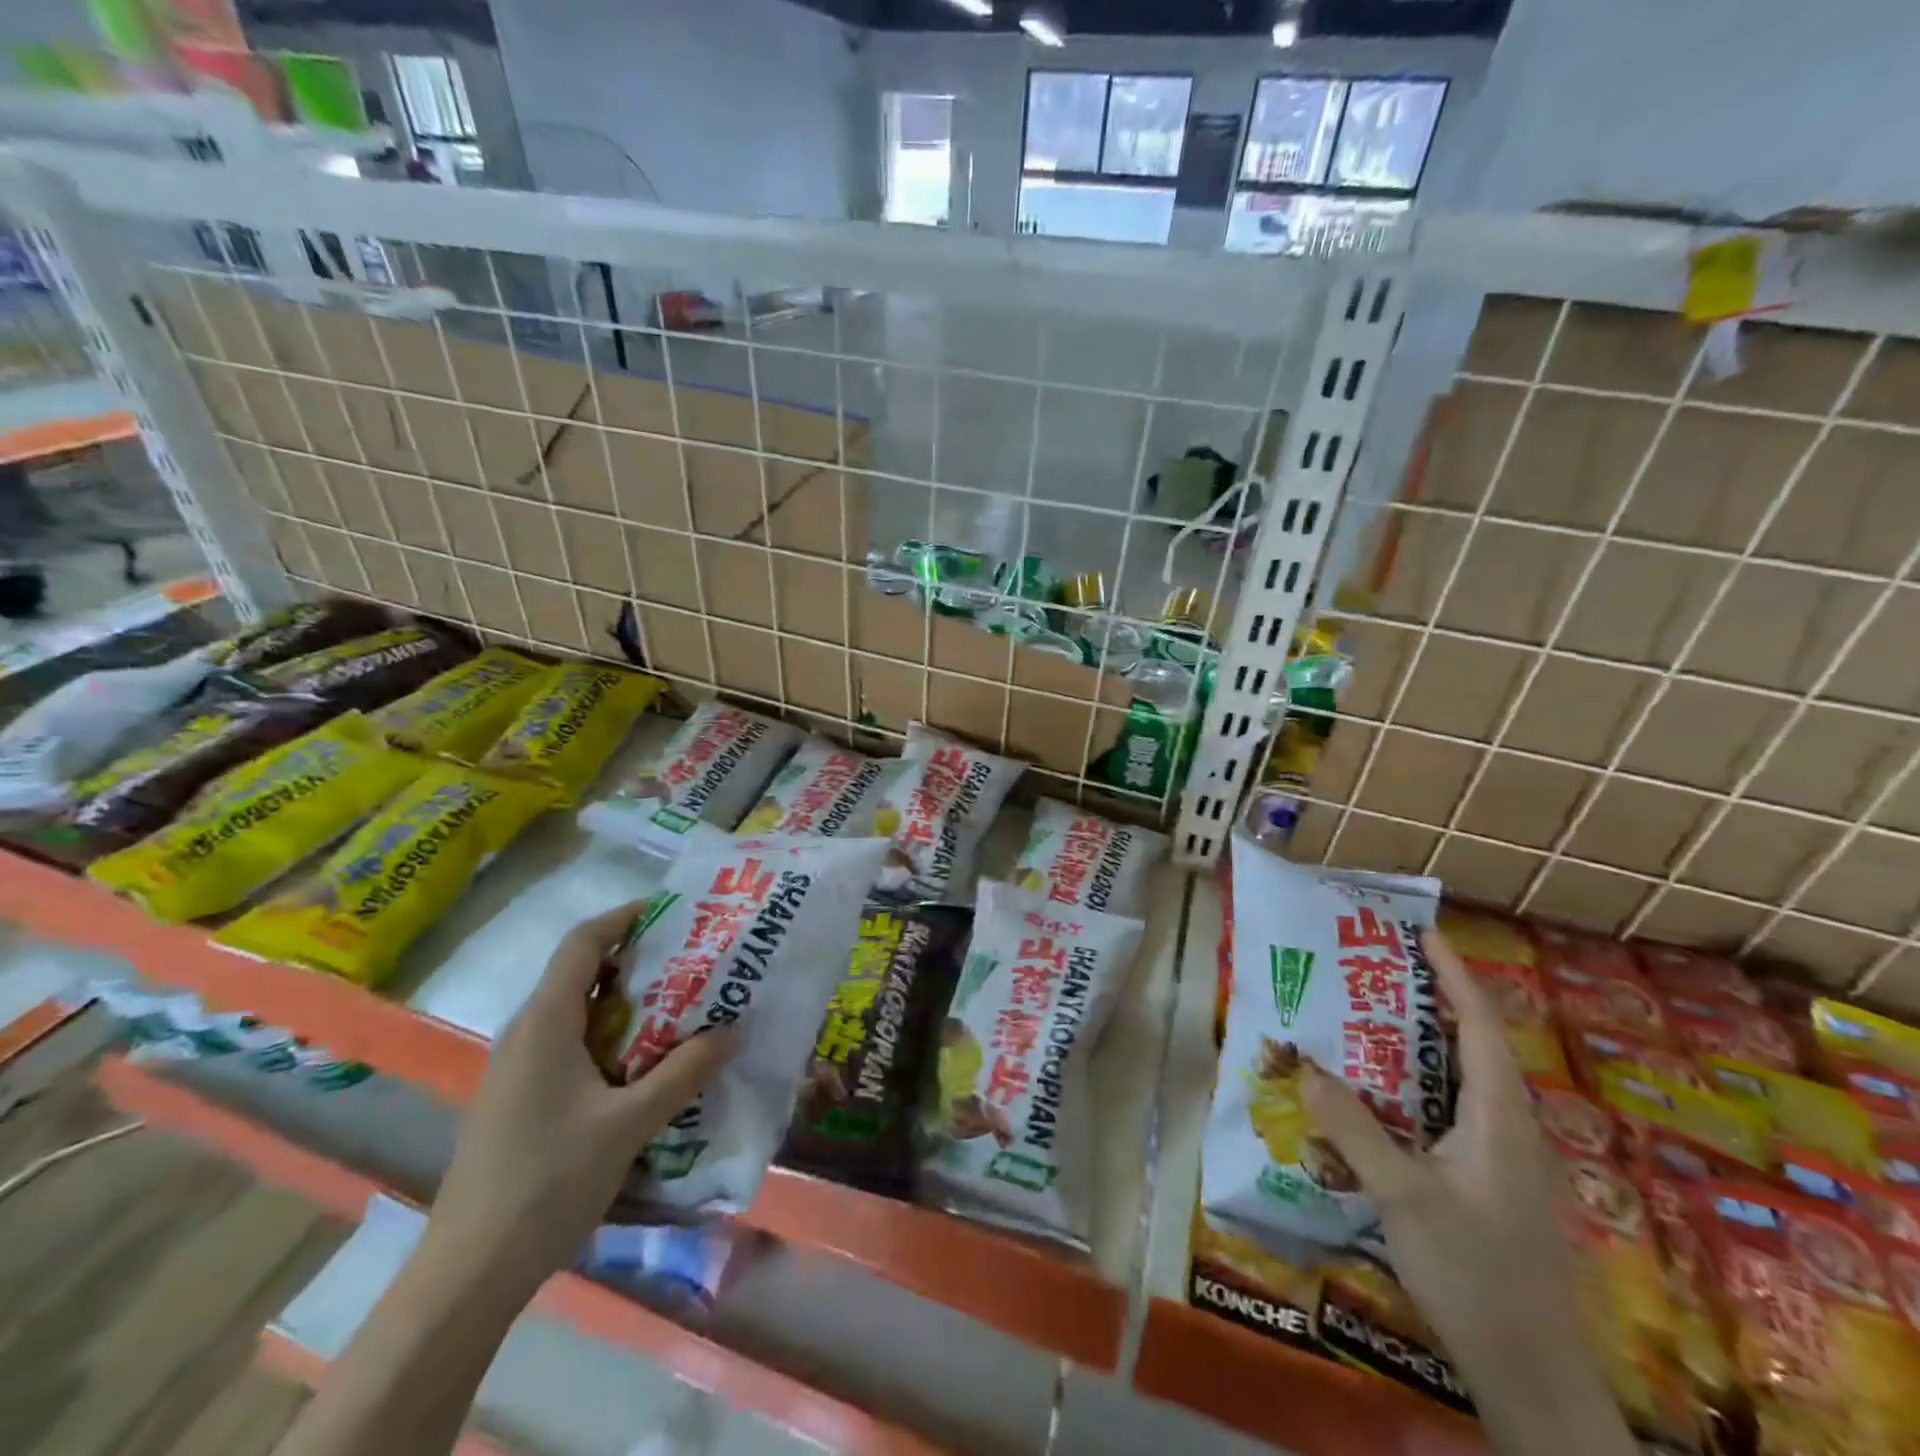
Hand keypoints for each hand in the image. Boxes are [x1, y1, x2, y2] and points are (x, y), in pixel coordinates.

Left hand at [425, 902, 737, 1290]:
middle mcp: (527, 1033)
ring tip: (685, 1007)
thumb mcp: (629, 1123)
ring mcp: (520, 1069)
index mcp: (546, 1022)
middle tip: (696, 961)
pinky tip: (648, 1065)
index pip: (583, 942)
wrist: (468, 1274)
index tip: (675, 912)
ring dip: (630, 1002)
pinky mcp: (522, 1100)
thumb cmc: (547, 1181)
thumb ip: (684, 1072)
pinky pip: (573, 1046)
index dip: (626, 917)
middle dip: (639, 960)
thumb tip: (735, 1029)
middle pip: (583, 972)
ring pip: (580, 1012)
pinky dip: (614, 1038)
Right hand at [1301, 929, 1634, 1455]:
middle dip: (1423, 1002)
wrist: (1530, 1373)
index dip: (1454, 974)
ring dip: (1411, 1047)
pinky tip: (1367, 1101)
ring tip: (1357, 1022)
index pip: (1480, 1025)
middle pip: (1467, 1045)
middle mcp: (1503, 1126)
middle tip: (1367, 972)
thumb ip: (1353, 1129)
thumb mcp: (1405, 1198)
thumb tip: (1303, 1066)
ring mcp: (1496, 1157)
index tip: (1422, 933)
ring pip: (1452, 1082)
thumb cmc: (1476, 1273)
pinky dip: (1407, 1090)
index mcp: (1498, 1116)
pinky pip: (1442, 1115)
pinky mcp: (1482, 1182)